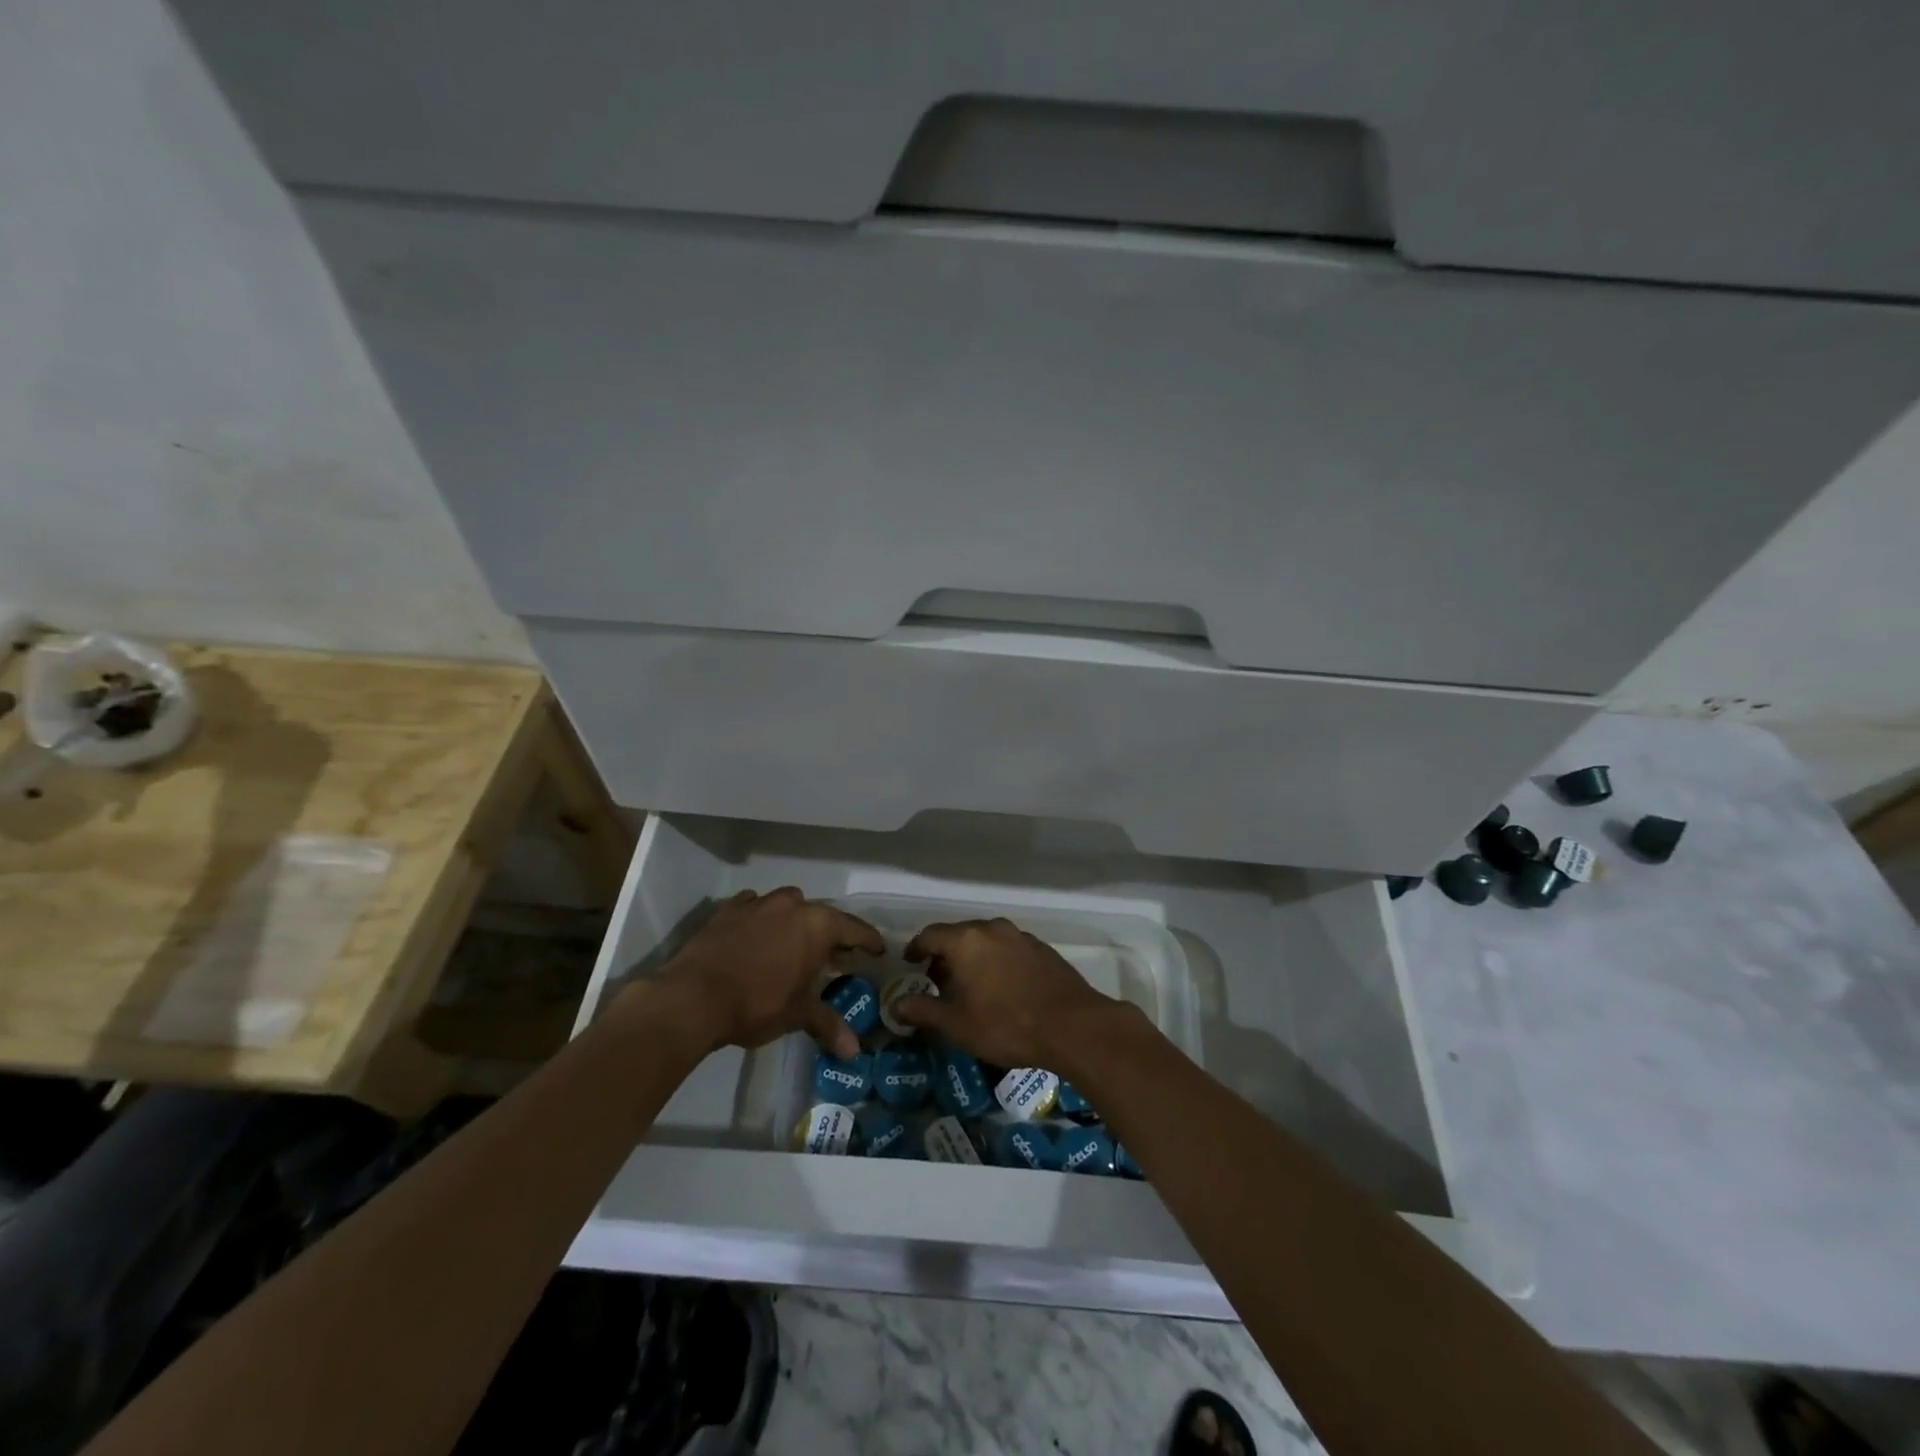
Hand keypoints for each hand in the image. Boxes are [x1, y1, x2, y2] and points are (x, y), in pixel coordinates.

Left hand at [649, 888, 882, 1058]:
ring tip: (792, 944)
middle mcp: (792, 905)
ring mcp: (758, 903)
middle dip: (829, 934)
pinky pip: (753, 907)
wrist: (693, 997)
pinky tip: (755, 935)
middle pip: (821, 915)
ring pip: (786, 906)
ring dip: (794, 922)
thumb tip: (854, 1053)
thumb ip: (828, 1025)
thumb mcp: (798, 1015)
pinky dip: (759, 919)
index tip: (877, 950)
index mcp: (817, 925)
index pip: (854, 929)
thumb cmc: (757, 1003)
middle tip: (833, 956)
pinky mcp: (727, 910)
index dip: (868, 941)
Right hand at [892, 917, 1117, 1069]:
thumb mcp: (956, 1024)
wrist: (1072, 1026)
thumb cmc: (1005, 1024)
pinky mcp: (1042, 949)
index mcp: (966, 940)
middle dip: (944, 955)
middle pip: (958, 935)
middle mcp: (992, 928)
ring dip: (971, 958)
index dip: (916, 948)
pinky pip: (1007, 949)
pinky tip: (1000, 987)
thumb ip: (923, 1010)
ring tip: (969, 986)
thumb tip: (896, 1004)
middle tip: (937, 980)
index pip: (930, 934)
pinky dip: (995, 961)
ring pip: (985, 940)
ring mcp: (1020, 936)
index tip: (910, 964)